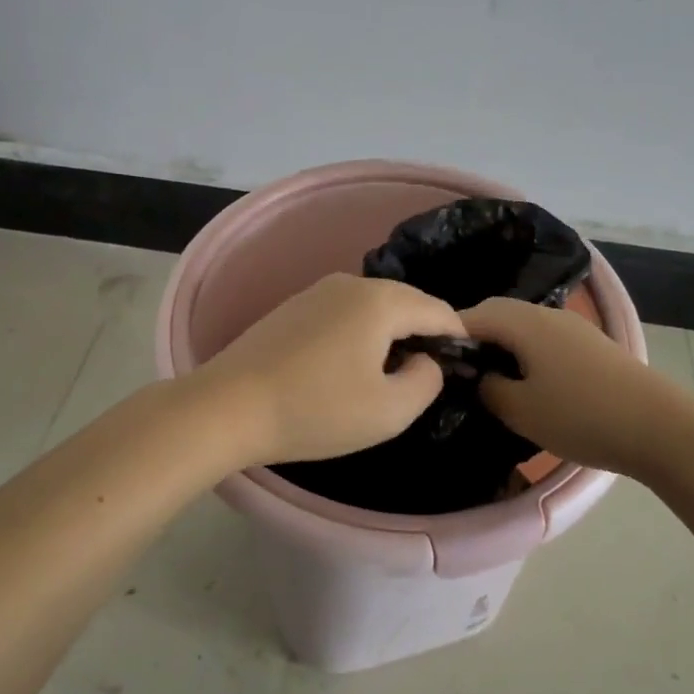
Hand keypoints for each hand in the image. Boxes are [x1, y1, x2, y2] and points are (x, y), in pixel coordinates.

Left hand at [190, 273, 463, 467]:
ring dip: (390, 334)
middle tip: (431, 373)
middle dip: (424, 333)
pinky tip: (349, 365)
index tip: (466, 366)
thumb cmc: (317, 409)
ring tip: (391, 373)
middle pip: (406, 303)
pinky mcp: (293, 306)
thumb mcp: (389, 410)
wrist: (228, 406)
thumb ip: (427, 380)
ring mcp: (317, 290)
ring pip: (373, 307)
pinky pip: (344, 313)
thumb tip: (425, 360)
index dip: (458, 337)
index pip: (438, 310)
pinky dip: (360, 334)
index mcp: (381, 301)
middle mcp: (352, 283)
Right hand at [461, 297, 693, 477]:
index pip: (473, 315)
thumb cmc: (581, 416)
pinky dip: (526, 351)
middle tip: (459, 369)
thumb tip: (479, 377)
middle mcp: (547, 314)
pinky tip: (529, 380)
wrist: (661, 427)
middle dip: (475, 336)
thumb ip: (488, 389)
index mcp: (524, 322)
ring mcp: (573, 326)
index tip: (433, 359)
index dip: (448, 334)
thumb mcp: (520, 410)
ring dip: (503, 344)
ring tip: (491, 377)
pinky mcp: (592, 344)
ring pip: (524, 325)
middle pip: (499, 314)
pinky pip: (545, 337)